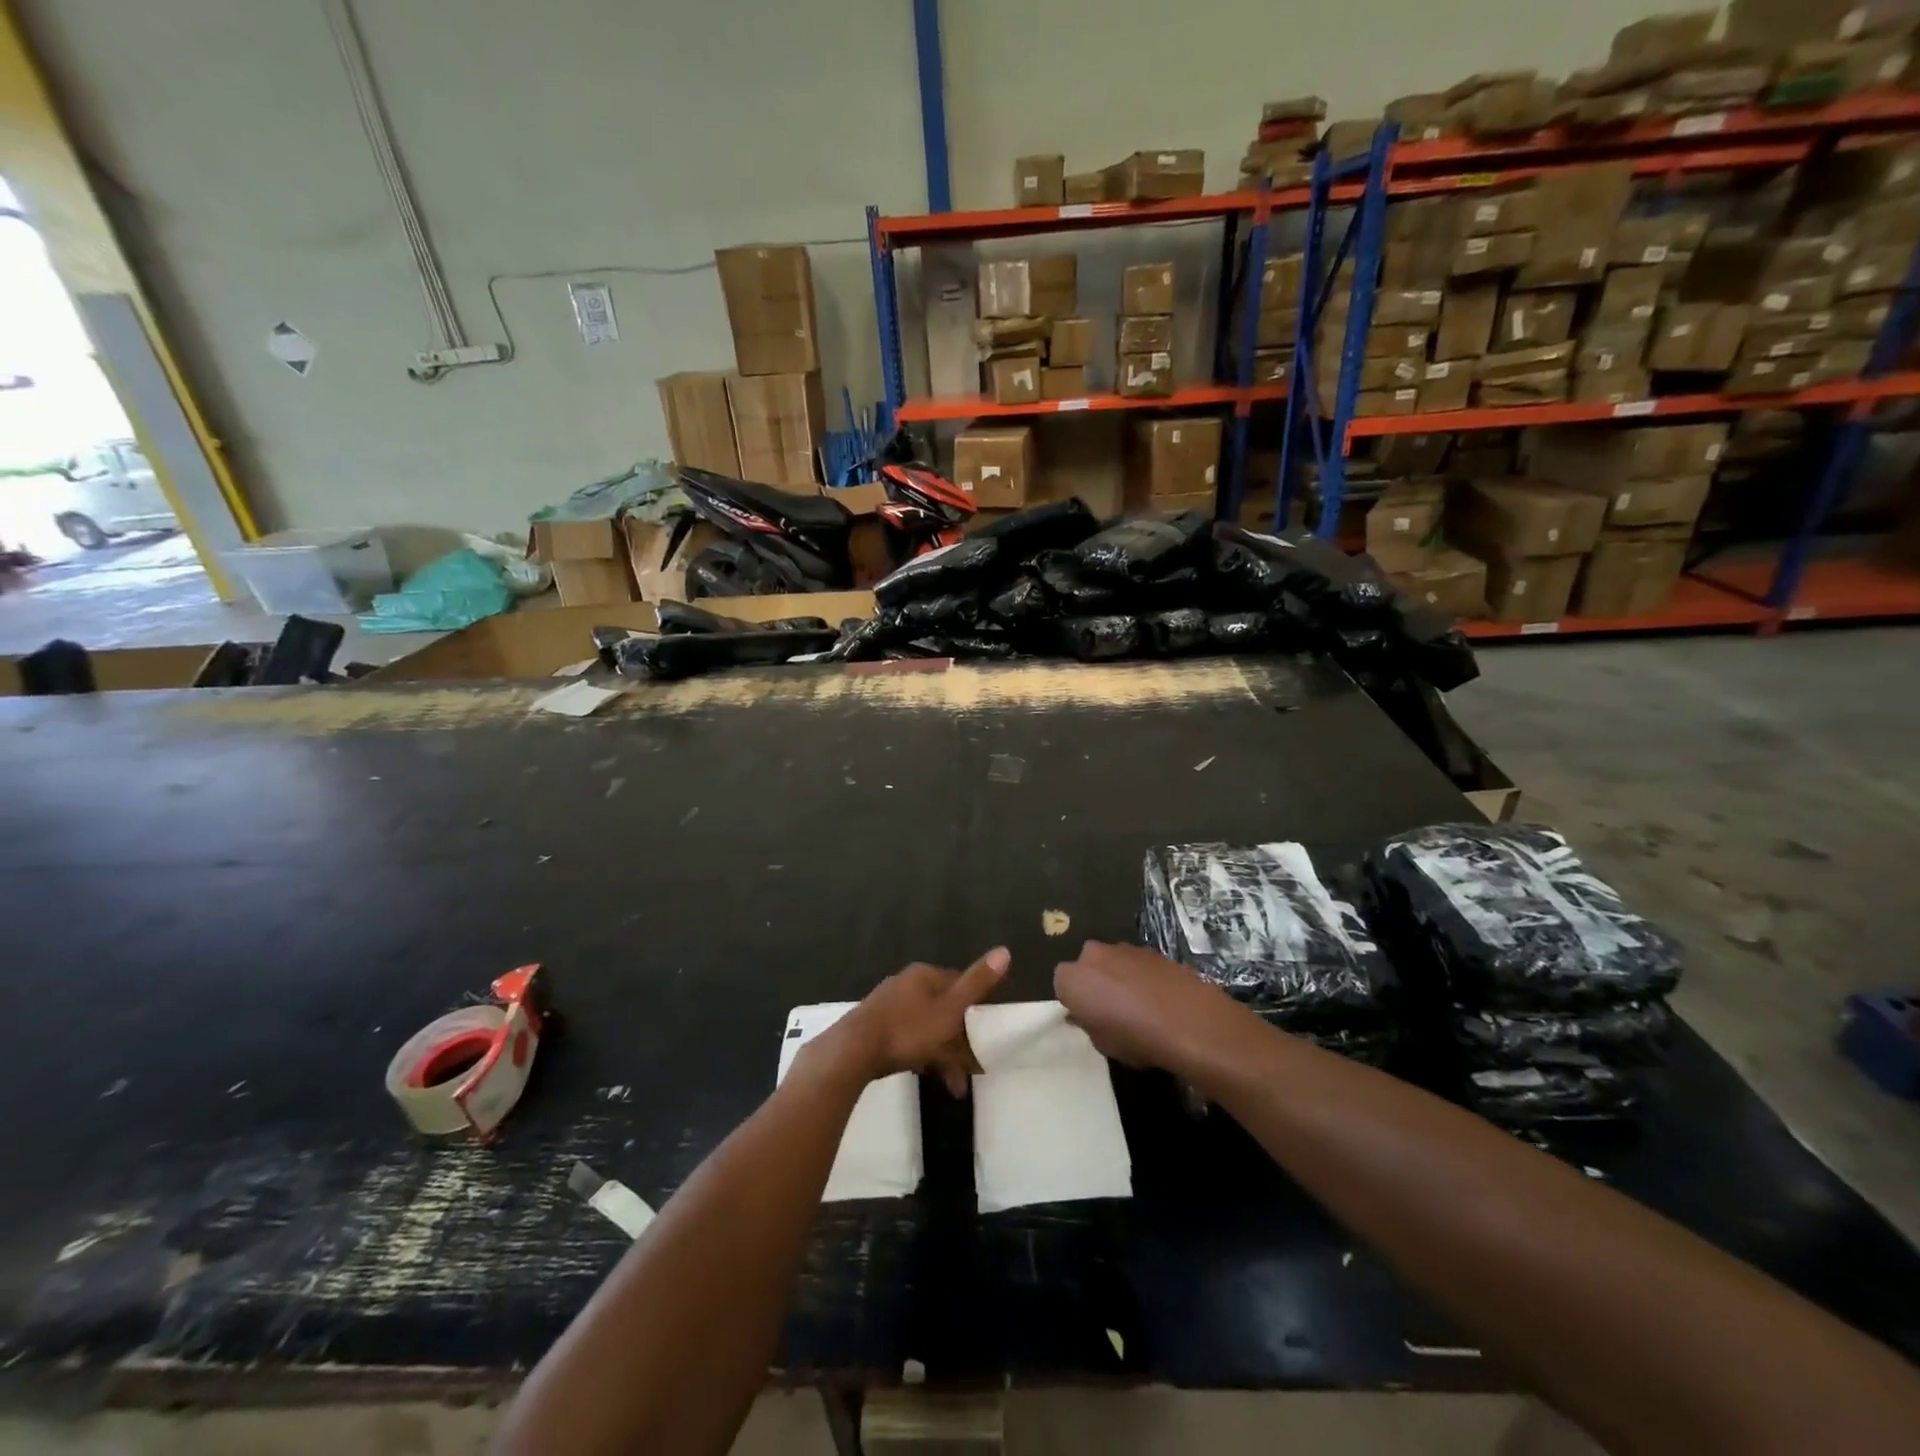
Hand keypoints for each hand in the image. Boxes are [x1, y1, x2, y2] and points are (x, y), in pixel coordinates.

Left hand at [815, 949, 1009, 1096]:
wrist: (854, 1050)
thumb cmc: (908, 1029)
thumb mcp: (950, 1009)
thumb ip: (977, 983)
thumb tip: (1005, 950)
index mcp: (925, 975)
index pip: (958, 984)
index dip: (975, 1008)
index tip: (985, 1033)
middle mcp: (906, 984)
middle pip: (942, 1009)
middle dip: (959, 1041)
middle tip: (971, 1070)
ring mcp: (889, 1005)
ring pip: (925, 1027)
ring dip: (942, 1055)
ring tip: (954, 1086)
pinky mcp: (876, 1026)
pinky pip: (907, 1038)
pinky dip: (921, 1055)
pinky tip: (925, 1074)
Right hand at [1053, 941, 1248, 1073]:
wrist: (1189, 1021)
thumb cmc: (1136, 1039)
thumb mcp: (1103, 1044)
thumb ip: (1089, 1024)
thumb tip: (1087, 1015)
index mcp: (1072, 978)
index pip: (1062, 985)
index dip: (1076, 1002)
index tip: (1089, 1019)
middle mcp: (1093, 954)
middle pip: (1088, 966)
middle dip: (1096, 982)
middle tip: (1112, 1009)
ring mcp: (1125, 948)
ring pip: (1114, 962)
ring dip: (1121, 977)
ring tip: (1141, 1006)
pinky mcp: (1153, 950)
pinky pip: (1140, 964)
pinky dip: (1145, 977)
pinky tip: (1161, 1000)